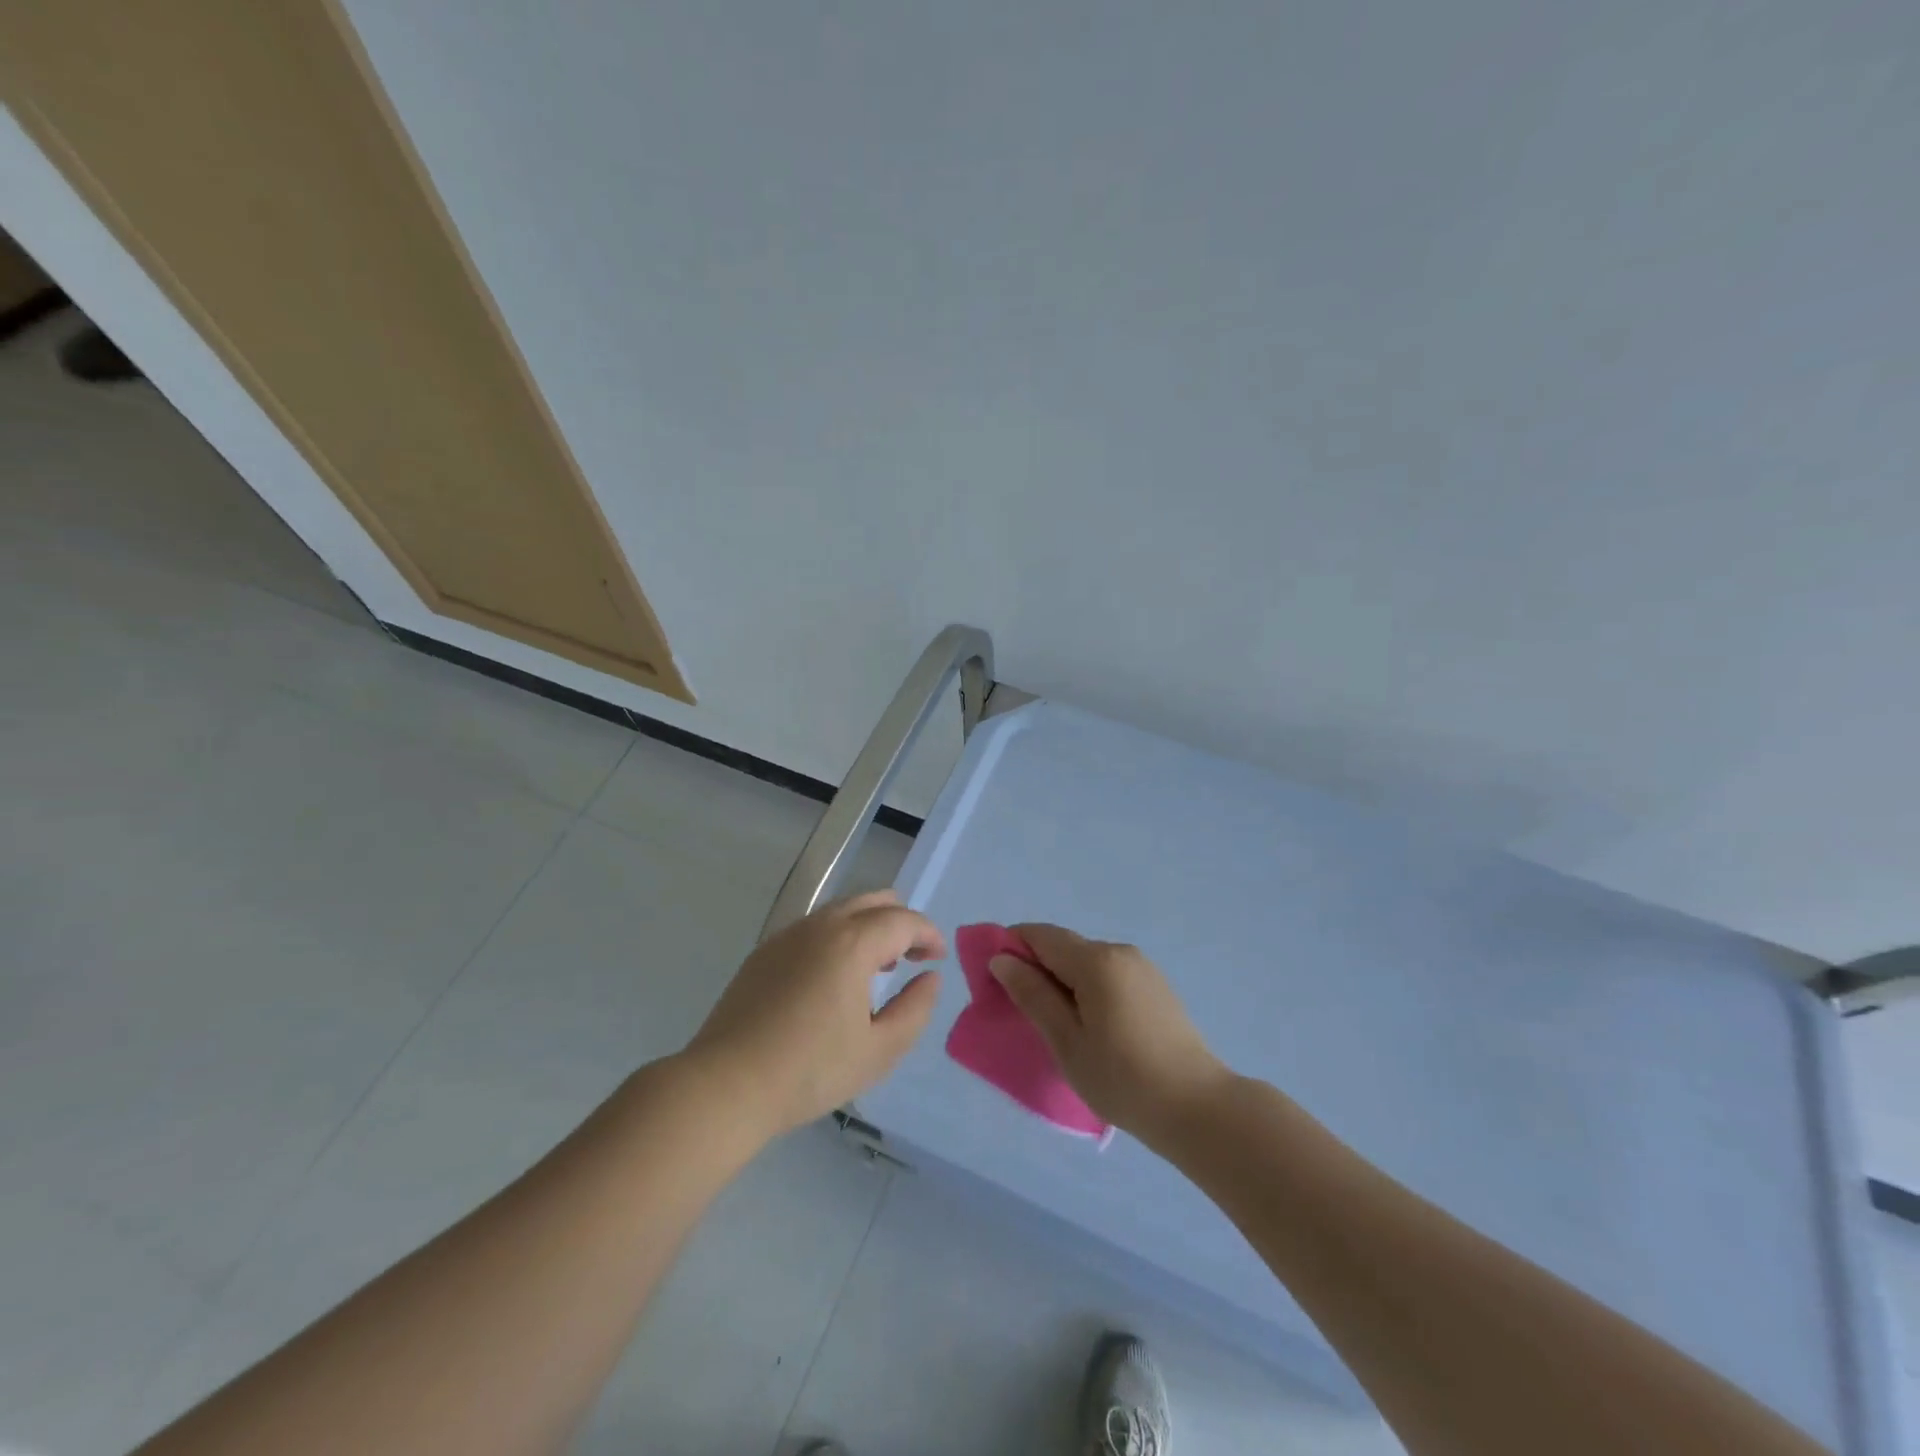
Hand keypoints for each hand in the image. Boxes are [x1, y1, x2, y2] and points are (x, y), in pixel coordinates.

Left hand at [686, 890, 944, 1138]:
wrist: (725, 1085)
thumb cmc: (809, 1071)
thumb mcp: (878, 1051)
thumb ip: (915, 1009)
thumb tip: (930, 978)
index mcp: (852, 943)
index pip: (903, 921)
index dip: (928, 934)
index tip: (937, 958)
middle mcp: (820, 926)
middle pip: (873, 901)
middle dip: (901, 922)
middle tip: (913, 956)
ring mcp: (788, 935)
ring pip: (841, 910)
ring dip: (869, 927)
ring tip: (878, 968)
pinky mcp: (765, 952)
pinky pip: (814, 927)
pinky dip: (839, 936)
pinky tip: (835, 977)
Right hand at [990, 923, 1228, 1145]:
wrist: (1197, 1107)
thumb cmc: (1123, 1078)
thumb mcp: (1067, 1041)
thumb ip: (1033, 995)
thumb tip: (1002, 959)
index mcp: (1095, 960)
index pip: (1040, 935)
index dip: (1010, 947)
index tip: (991, 979)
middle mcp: (1119, 951)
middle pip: (1063, 946)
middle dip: (1035, 967)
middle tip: (1018, 1009)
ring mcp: (1141, 967)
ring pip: (1086, 962)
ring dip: (1062, 980)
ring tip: (1054, 1024)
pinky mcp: (1155, 986)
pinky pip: (1107, 975)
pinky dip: (1087, 989)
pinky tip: (1089, 1026)